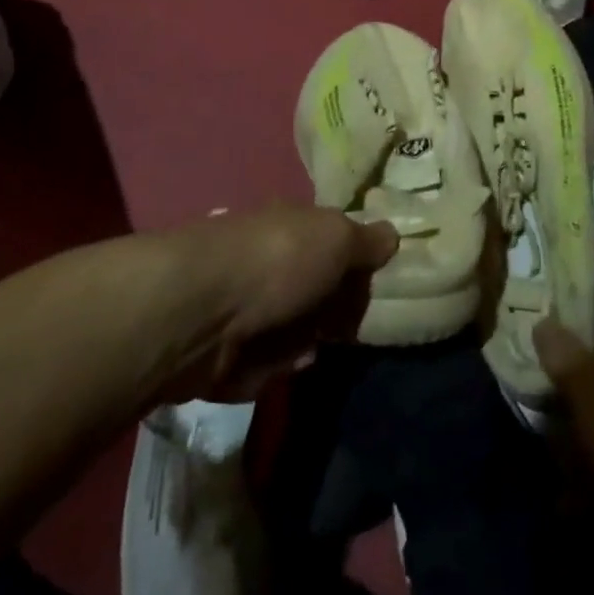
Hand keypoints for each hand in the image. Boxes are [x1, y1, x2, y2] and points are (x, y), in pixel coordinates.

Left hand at [172, 206, 398, 400]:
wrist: (201, 311)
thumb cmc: (278, 262)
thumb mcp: (337, 239)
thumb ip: (366, 240)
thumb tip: (392, 234)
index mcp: (291, 226)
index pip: (331, 244)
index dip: (354, 266)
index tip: (373, 289)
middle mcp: (265, 260)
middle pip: (311, 291)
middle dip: (329, 313)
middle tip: (344, 328)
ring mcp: (240, 305)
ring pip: (289, 332)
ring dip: (300, 344)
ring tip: (303, 348)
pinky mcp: (220, 350)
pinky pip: (261, 364)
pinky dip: (269, 367)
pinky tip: (270, 364)